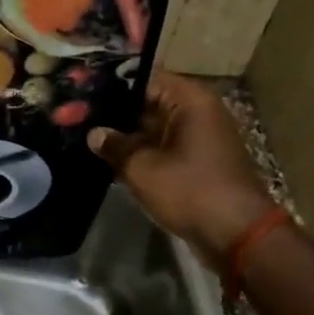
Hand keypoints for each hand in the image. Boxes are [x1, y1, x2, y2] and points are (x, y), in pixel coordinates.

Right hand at [88, 71, 276, 269]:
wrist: (237, 235)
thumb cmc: (190, 190)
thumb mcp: (142, 167)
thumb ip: (114, 145)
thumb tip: (95, 134)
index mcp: (190, 99)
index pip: (142, 79)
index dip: (110, 87)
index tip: (81, 95)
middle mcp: (198, 111)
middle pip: (147, 102)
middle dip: (114, 113)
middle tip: (76, 120)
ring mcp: (200, 137)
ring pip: (153, 128)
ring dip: (126, 136)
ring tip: (87, 139)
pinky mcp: (198, 161)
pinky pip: (163, 148)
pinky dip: (141, 153)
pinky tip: (110, 161)